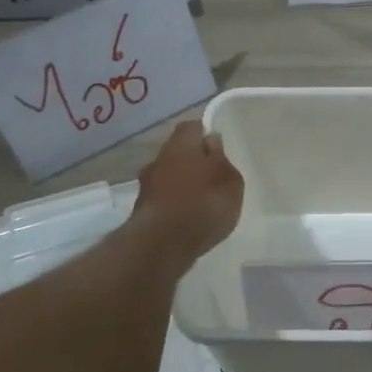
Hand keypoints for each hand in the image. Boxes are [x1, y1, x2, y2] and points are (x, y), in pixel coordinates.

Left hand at [133, 121, 243, 263]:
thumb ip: (221, 158)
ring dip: (182, 184)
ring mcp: (146, 185)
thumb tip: (211, 140)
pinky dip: (174, 204)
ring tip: (202, 201)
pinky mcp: (142, 210)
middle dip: (192, 161)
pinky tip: (188, 218)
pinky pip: (163, 199)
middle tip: (212, 175)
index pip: (192, 127)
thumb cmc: (204, 203)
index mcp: (181, 143)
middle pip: (178, 152)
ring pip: (168, 176)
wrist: (163, 244)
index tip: (218, 146)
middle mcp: (159, 158)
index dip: (204, 133)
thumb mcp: (230, 179)